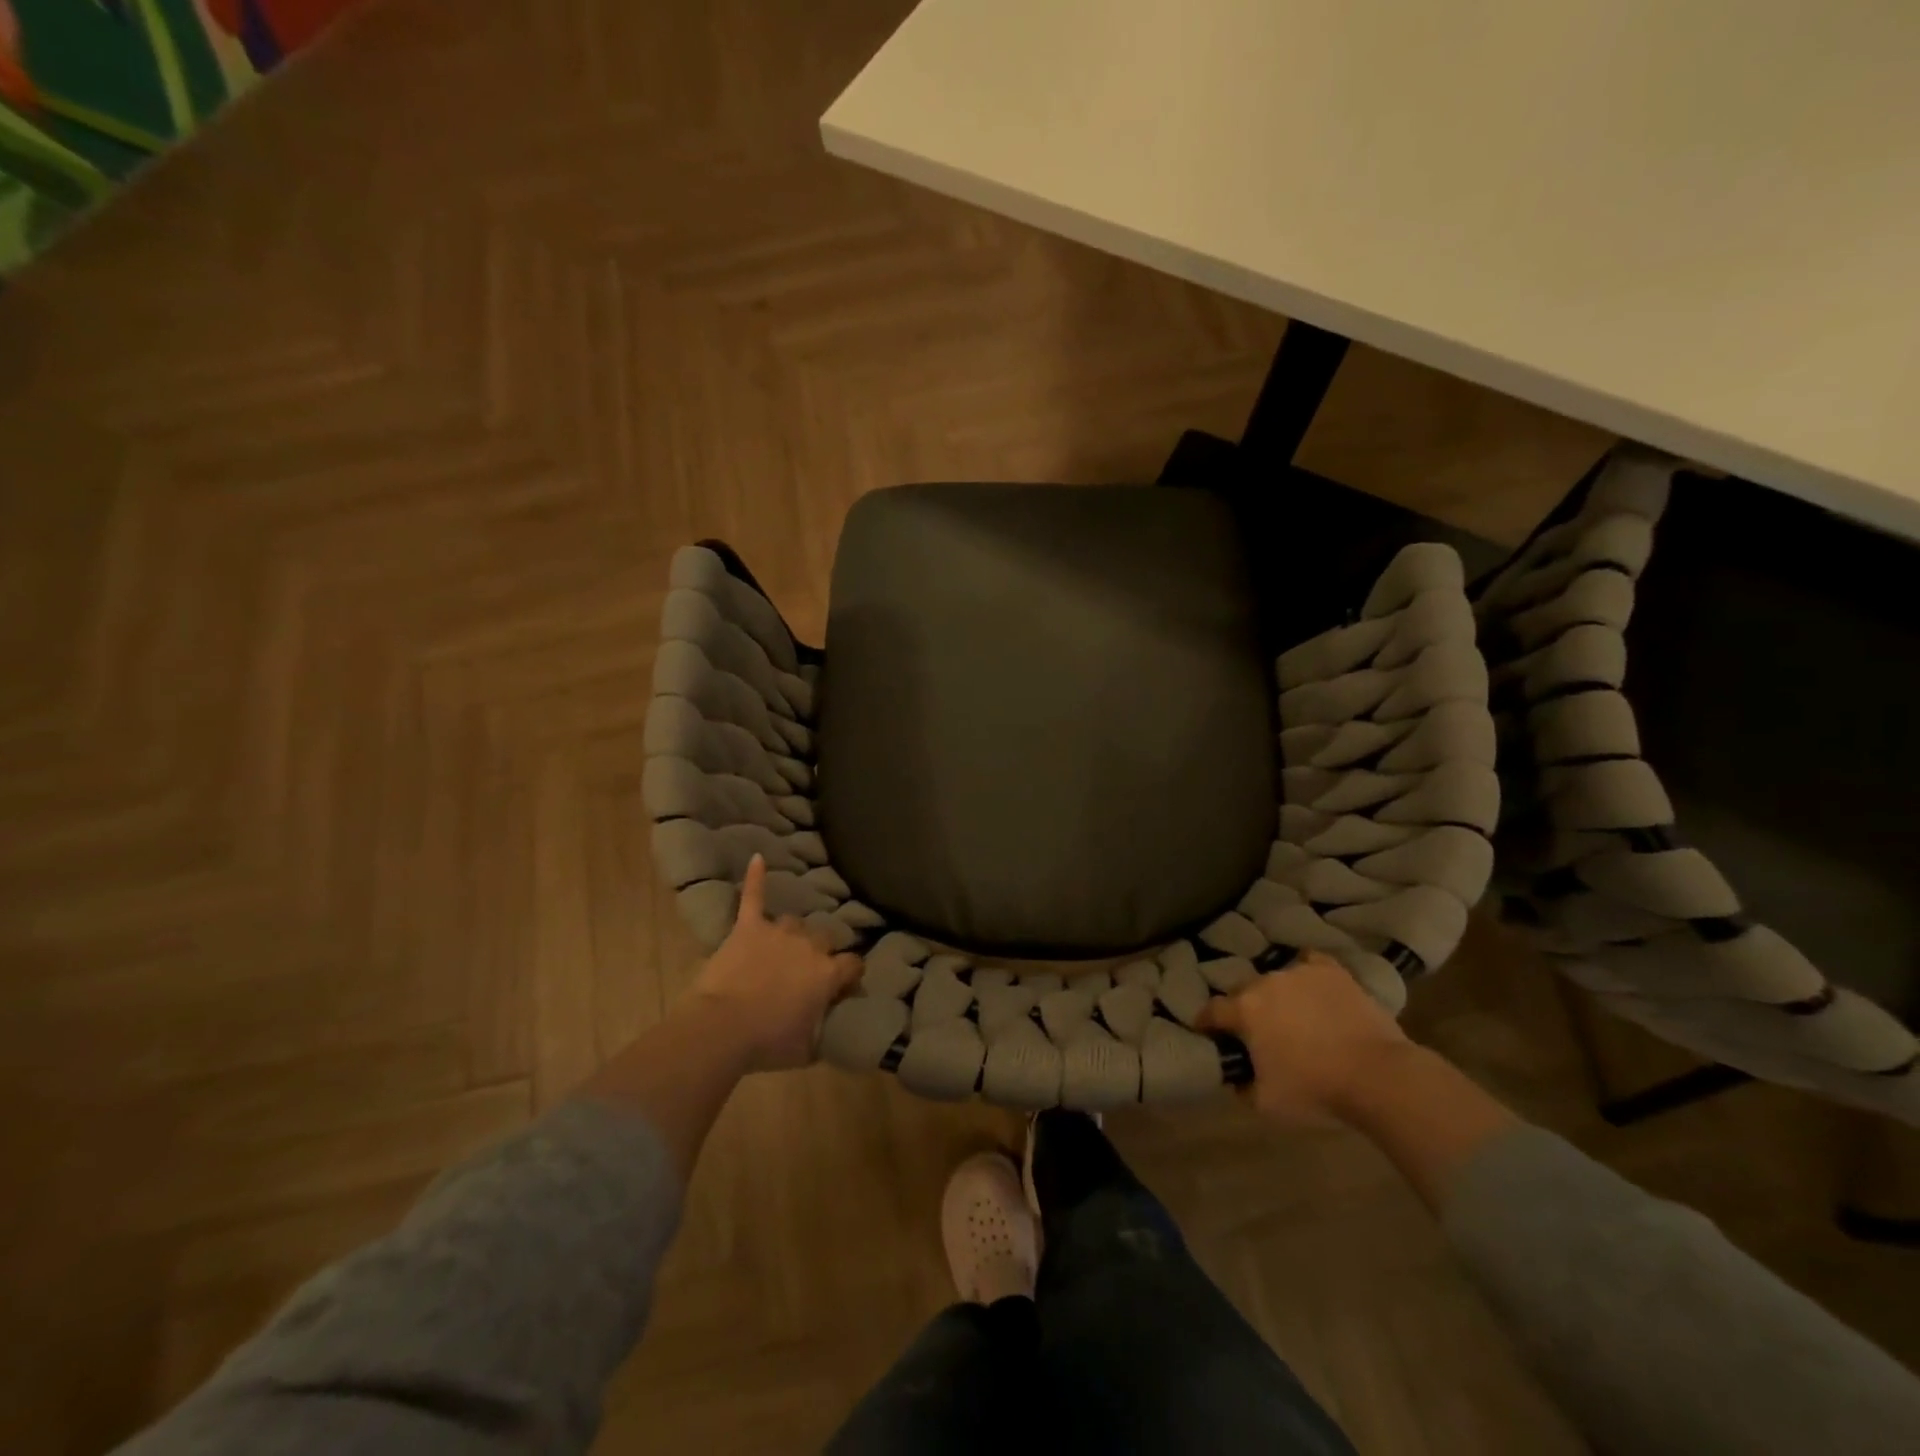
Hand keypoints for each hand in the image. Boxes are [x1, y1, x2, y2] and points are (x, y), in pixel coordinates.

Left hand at [676, 855, 862, 1073]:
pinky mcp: (748, 927)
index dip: (850, 975)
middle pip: (824, 940)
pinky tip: (757, 858)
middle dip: (819, 953)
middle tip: (804, 973)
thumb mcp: (807, 1049)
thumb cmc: (767, 1043)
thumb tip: (830, 1024)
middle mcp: (809, 947)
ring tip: (781, 948)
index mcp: (827, 974)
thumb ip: (823, 1030)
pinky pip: (754, 897)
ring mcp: (778, 933)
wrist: (722, 1029)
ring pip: (794, 923)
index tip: (845, 986)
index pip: (853, 964)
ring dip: (791, 935)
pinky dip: (756, 878)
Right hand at [1197, 951, 1415, 1126]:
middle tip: (1257, 1032)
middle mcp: (1265, 982)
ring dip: (1276, 996)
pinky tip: (1312, 989)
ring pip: (1276, 980)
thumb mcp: (1266, 1104)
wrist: (1377, 1076)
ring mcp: (1299, 972)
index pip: (1212, 1010)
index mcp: (1244, 1010)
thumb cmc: (1316, 1090)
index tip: (1206, 1032)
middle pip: (1244, 992)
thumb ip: (1241, 1087)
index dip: (1206, 1022)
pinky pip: (1309, 964)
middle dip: (1245, 1009)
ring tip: (1292, 1016)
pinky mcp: (1331, 971)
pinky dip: (1306, 975)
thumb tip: (1235, 1076)